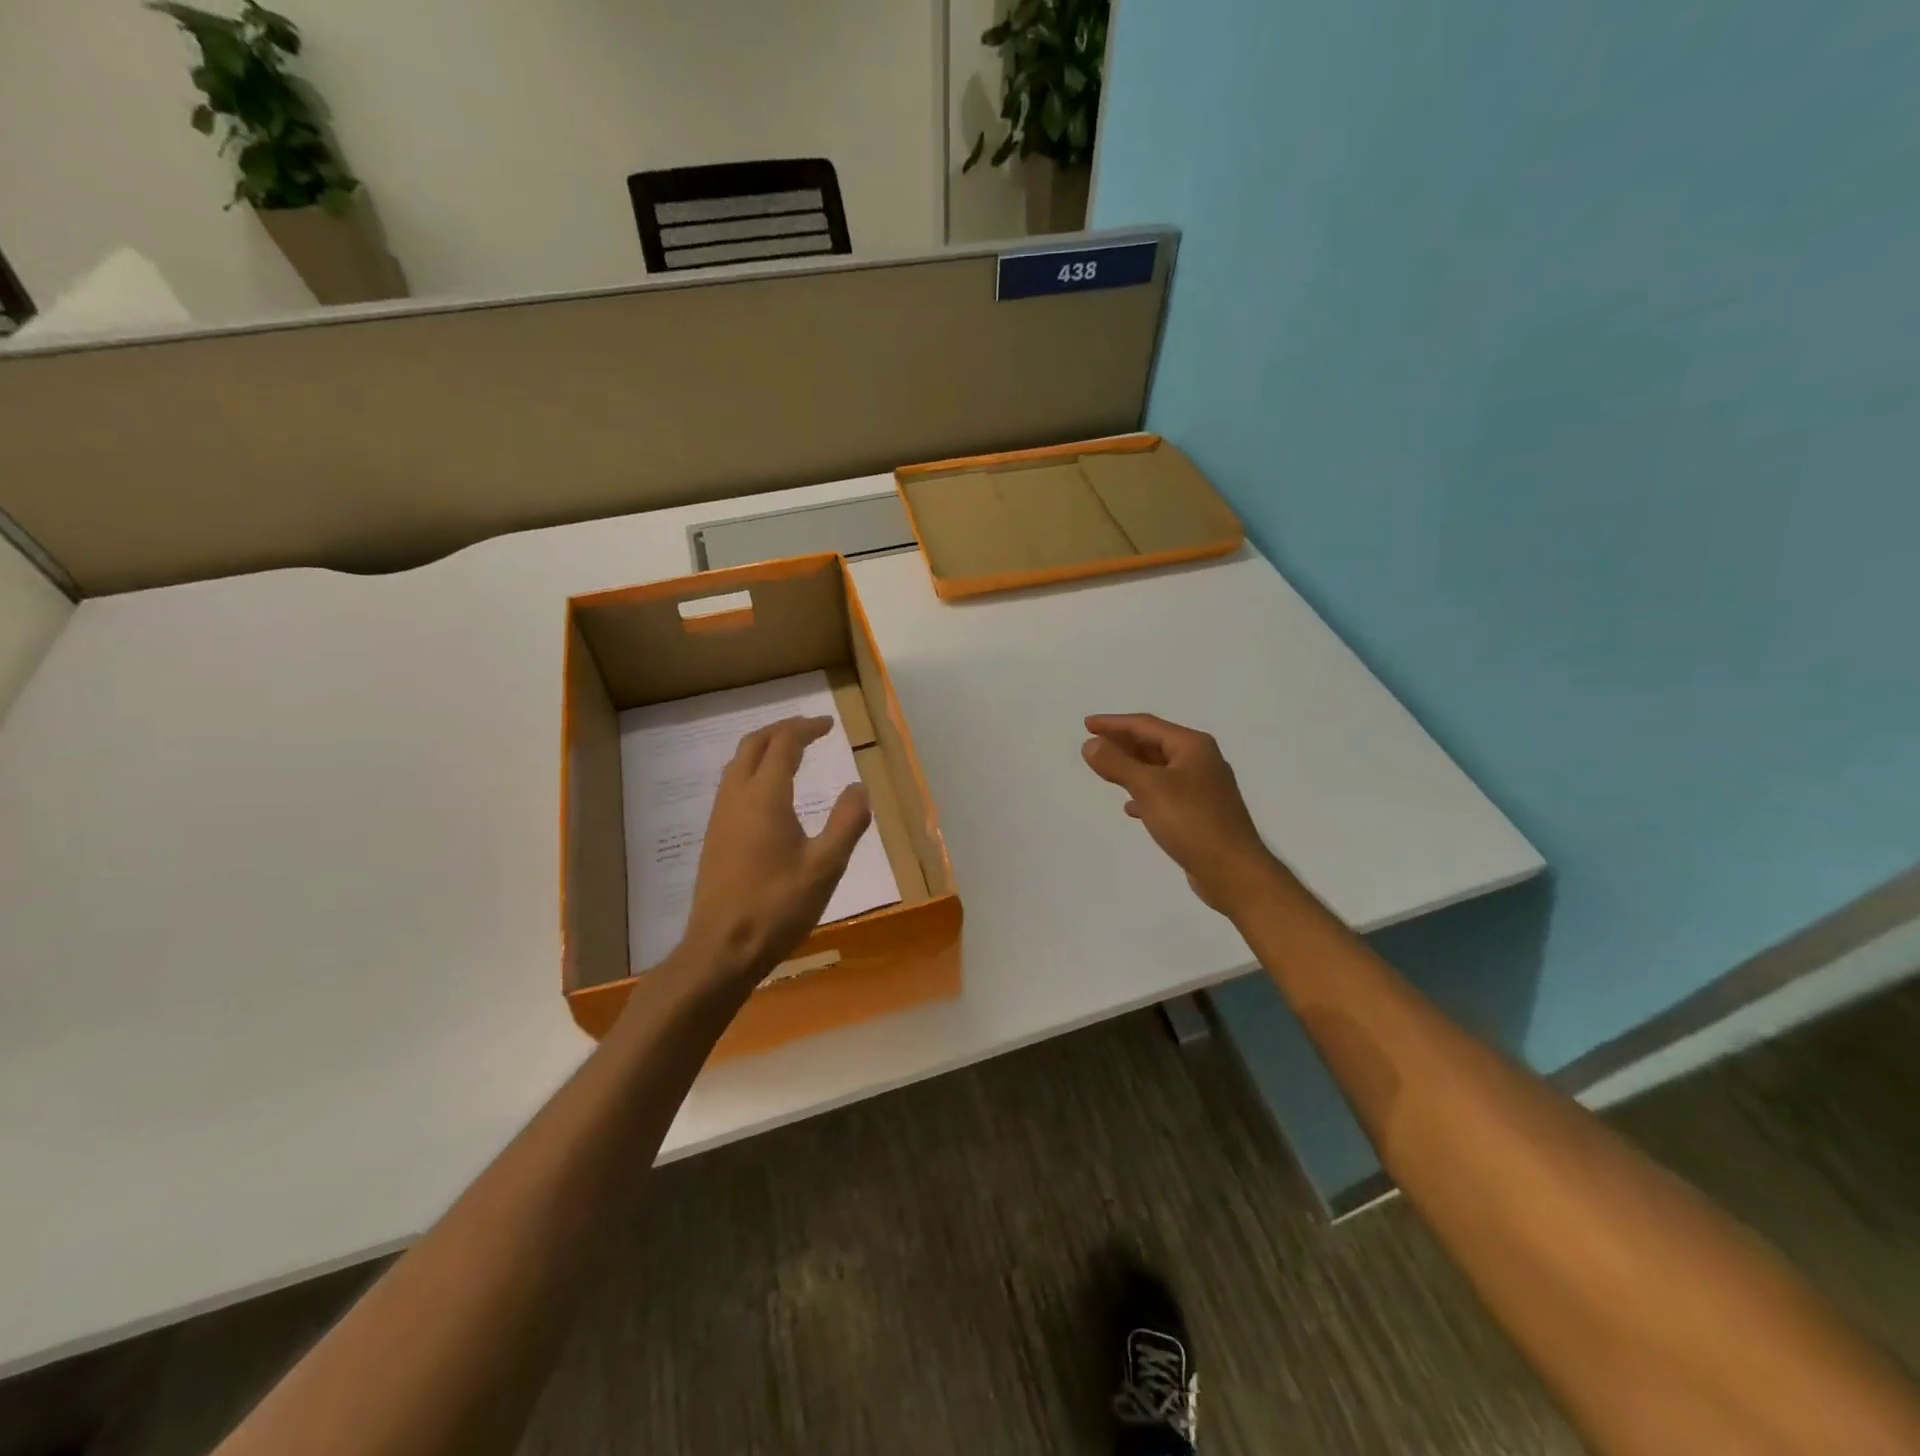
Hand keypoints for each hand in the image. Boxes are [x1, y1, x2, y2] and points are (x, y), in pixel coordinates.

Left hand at [676, 716, 871, 986]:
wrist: (722, 948)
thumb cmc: (778, 906)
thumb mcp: (826, 866)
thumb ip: (847, 822)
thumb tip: (858, 787)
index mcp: (765, 797)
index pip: (784, 744)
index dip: (807, 728)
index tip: (829, 725)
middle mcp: (737, 797)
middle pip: (754, 744)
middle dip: (782, 730)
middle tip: (810, 730)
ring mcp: (720, 817)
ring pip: (738, 764)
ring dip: (764, 748)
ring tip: (791, 753)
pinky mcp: (714, 836)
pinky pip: (732, 784)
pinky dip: (753, 770)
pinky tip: (769, 793)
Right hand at [1081, 713, 1280, 915]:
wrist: (1233, 871)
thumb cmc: (1192, 822)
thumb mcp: (1149, 788)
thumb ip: (1117, 763)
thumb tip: (1090, 744)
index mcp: (1192, 746)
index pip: (1146, 725)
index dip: (1114, 723)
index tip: (1087, 725)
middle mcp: (1201, 761)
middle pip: (1154, 744)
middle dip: (1123, 743)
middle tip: (1093, 744)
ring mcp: (1203, 788)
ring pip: (1159, 769)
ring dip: (1132, 767)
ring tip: (1105, 770)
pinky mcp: (1201, 813)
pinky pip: (1166, 793)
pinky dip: (1145, 793)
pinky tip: (1130, 807)